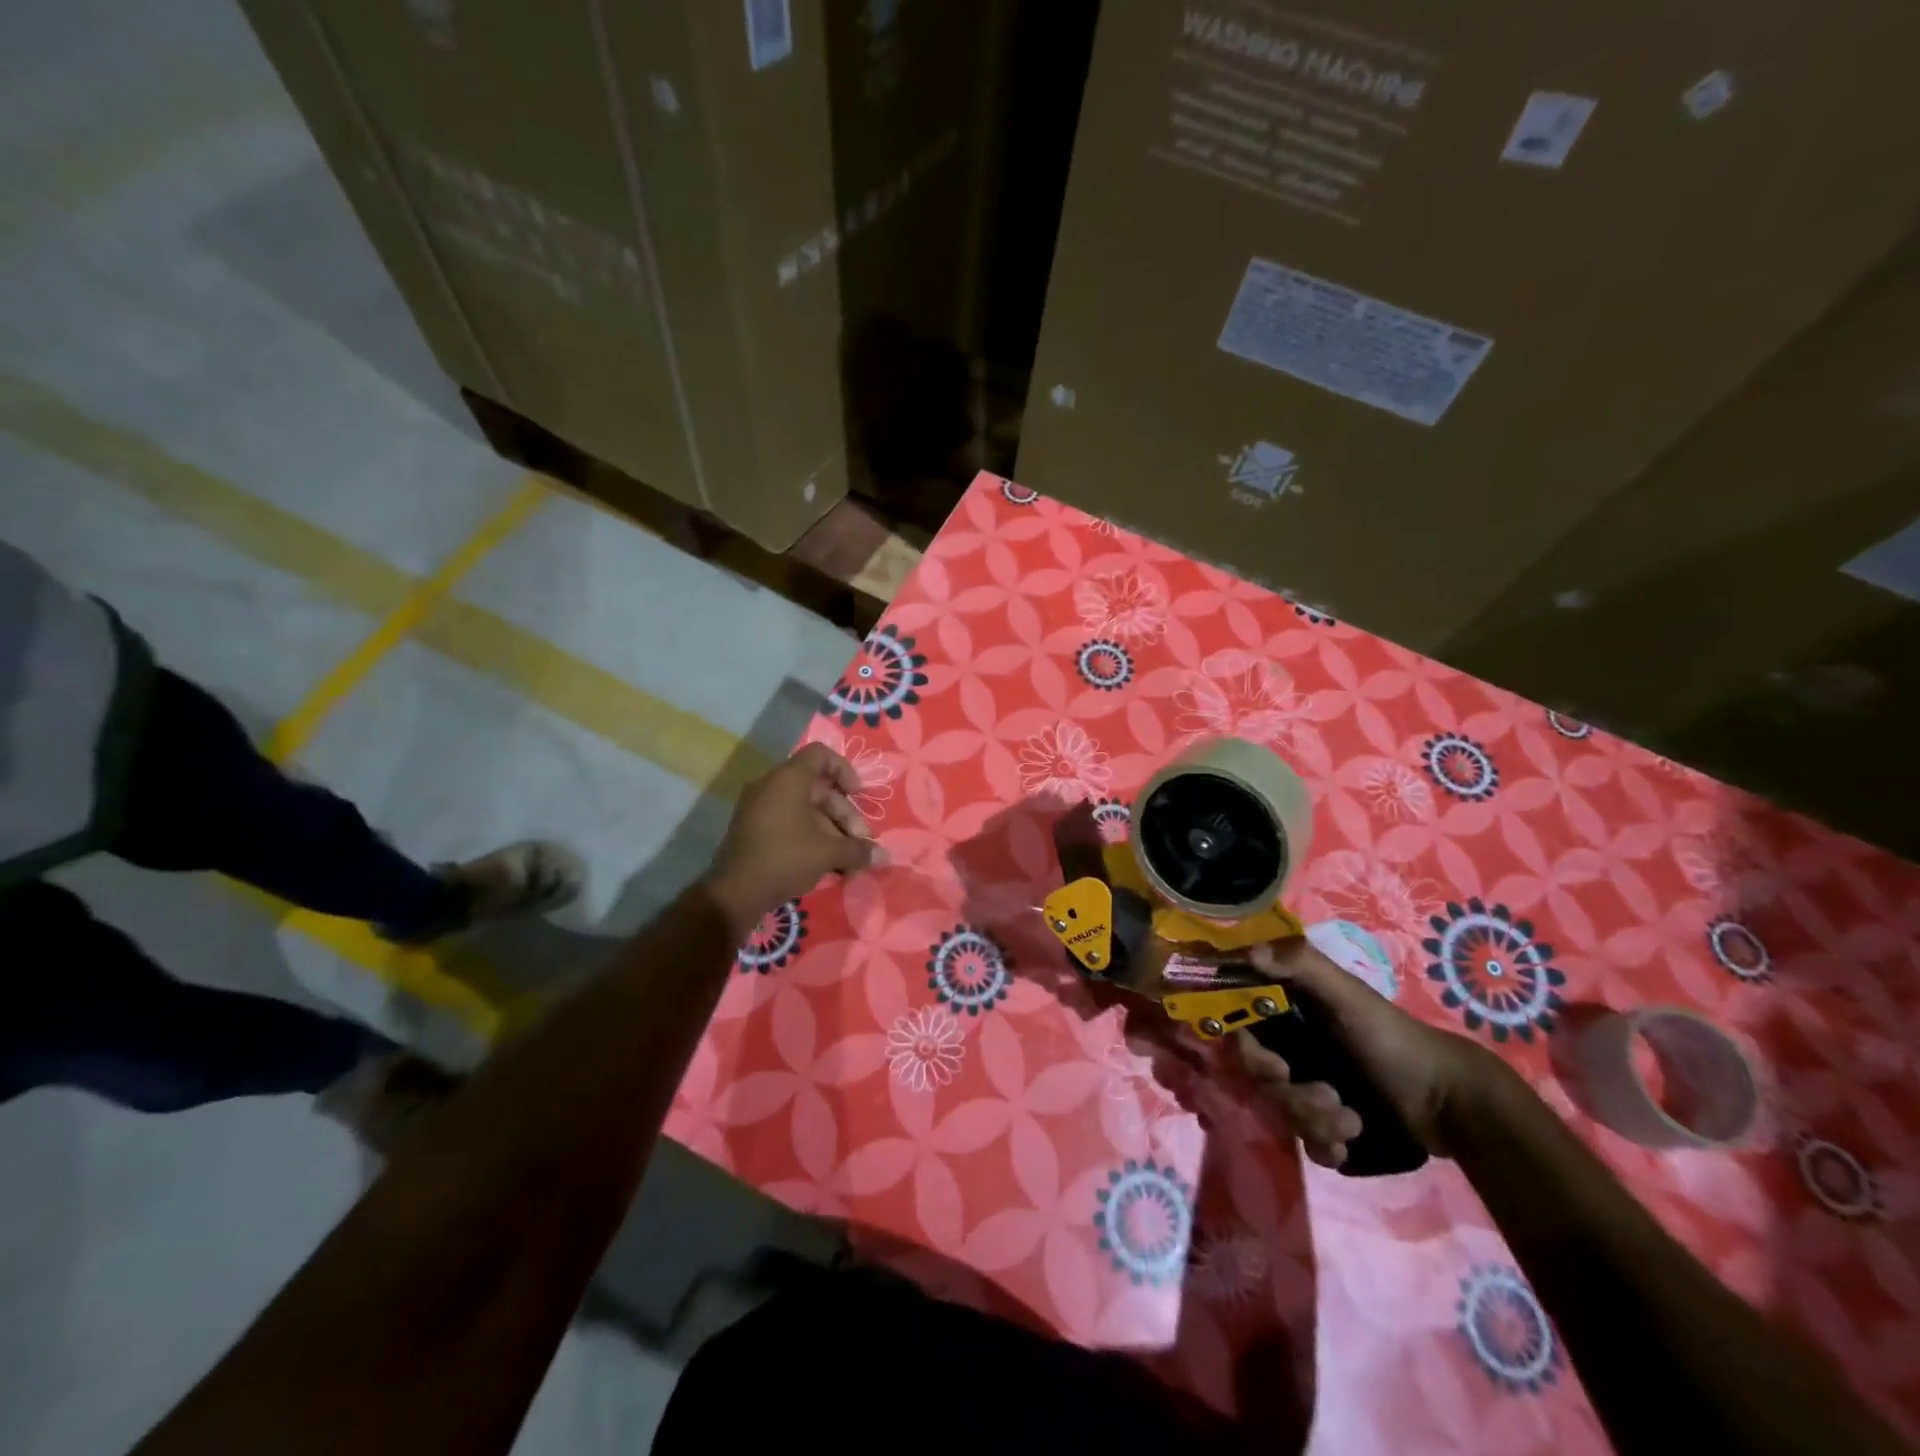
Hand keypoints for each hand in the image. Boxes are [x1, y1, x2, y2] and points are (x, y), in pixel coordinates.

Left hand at [705, 744, 877, 936]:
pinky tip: (825, 861)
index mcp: (789, 779)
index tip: (859, 795)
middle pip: (818, 787)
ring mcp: (758, 807)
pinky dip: (810, 833)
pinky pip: (788, 820)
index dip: (845, 770)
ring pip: (804, 807)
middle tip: (859, 841)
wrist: (734, 893)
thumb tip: (885, 856)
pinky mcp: (752, 828)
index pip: (821, 755)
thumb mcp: (829, 853)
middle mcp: (771, 785)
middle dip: (844, 813)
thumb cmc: (786, 859)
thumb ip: (859, 850)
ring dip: (830, 827)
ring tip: (846, 857)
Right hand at [1237, 938, 1515, 1166]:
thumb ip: (1301, 965)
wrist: (1451, 1103)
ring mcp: (1310, 1088)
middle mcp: (1293, 1047)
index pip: (1242, 1030)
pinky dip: (1327, 1146)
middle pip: (1260, 1079)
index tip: (1276, 1066)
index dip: (1249, 1052)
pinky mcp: (1330, 1125)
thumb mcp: (1349, 997)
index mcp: (1289, 1013)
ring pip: (1283, 1113)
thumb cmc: (1394, 1040)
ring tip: (1353, 1122)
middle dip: (1292, 1096)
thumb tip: (1249, 953)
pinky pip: (1306, 1143)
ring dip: (1316, 1122)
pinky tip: (1352, 1142)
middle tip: (1330, 1098)